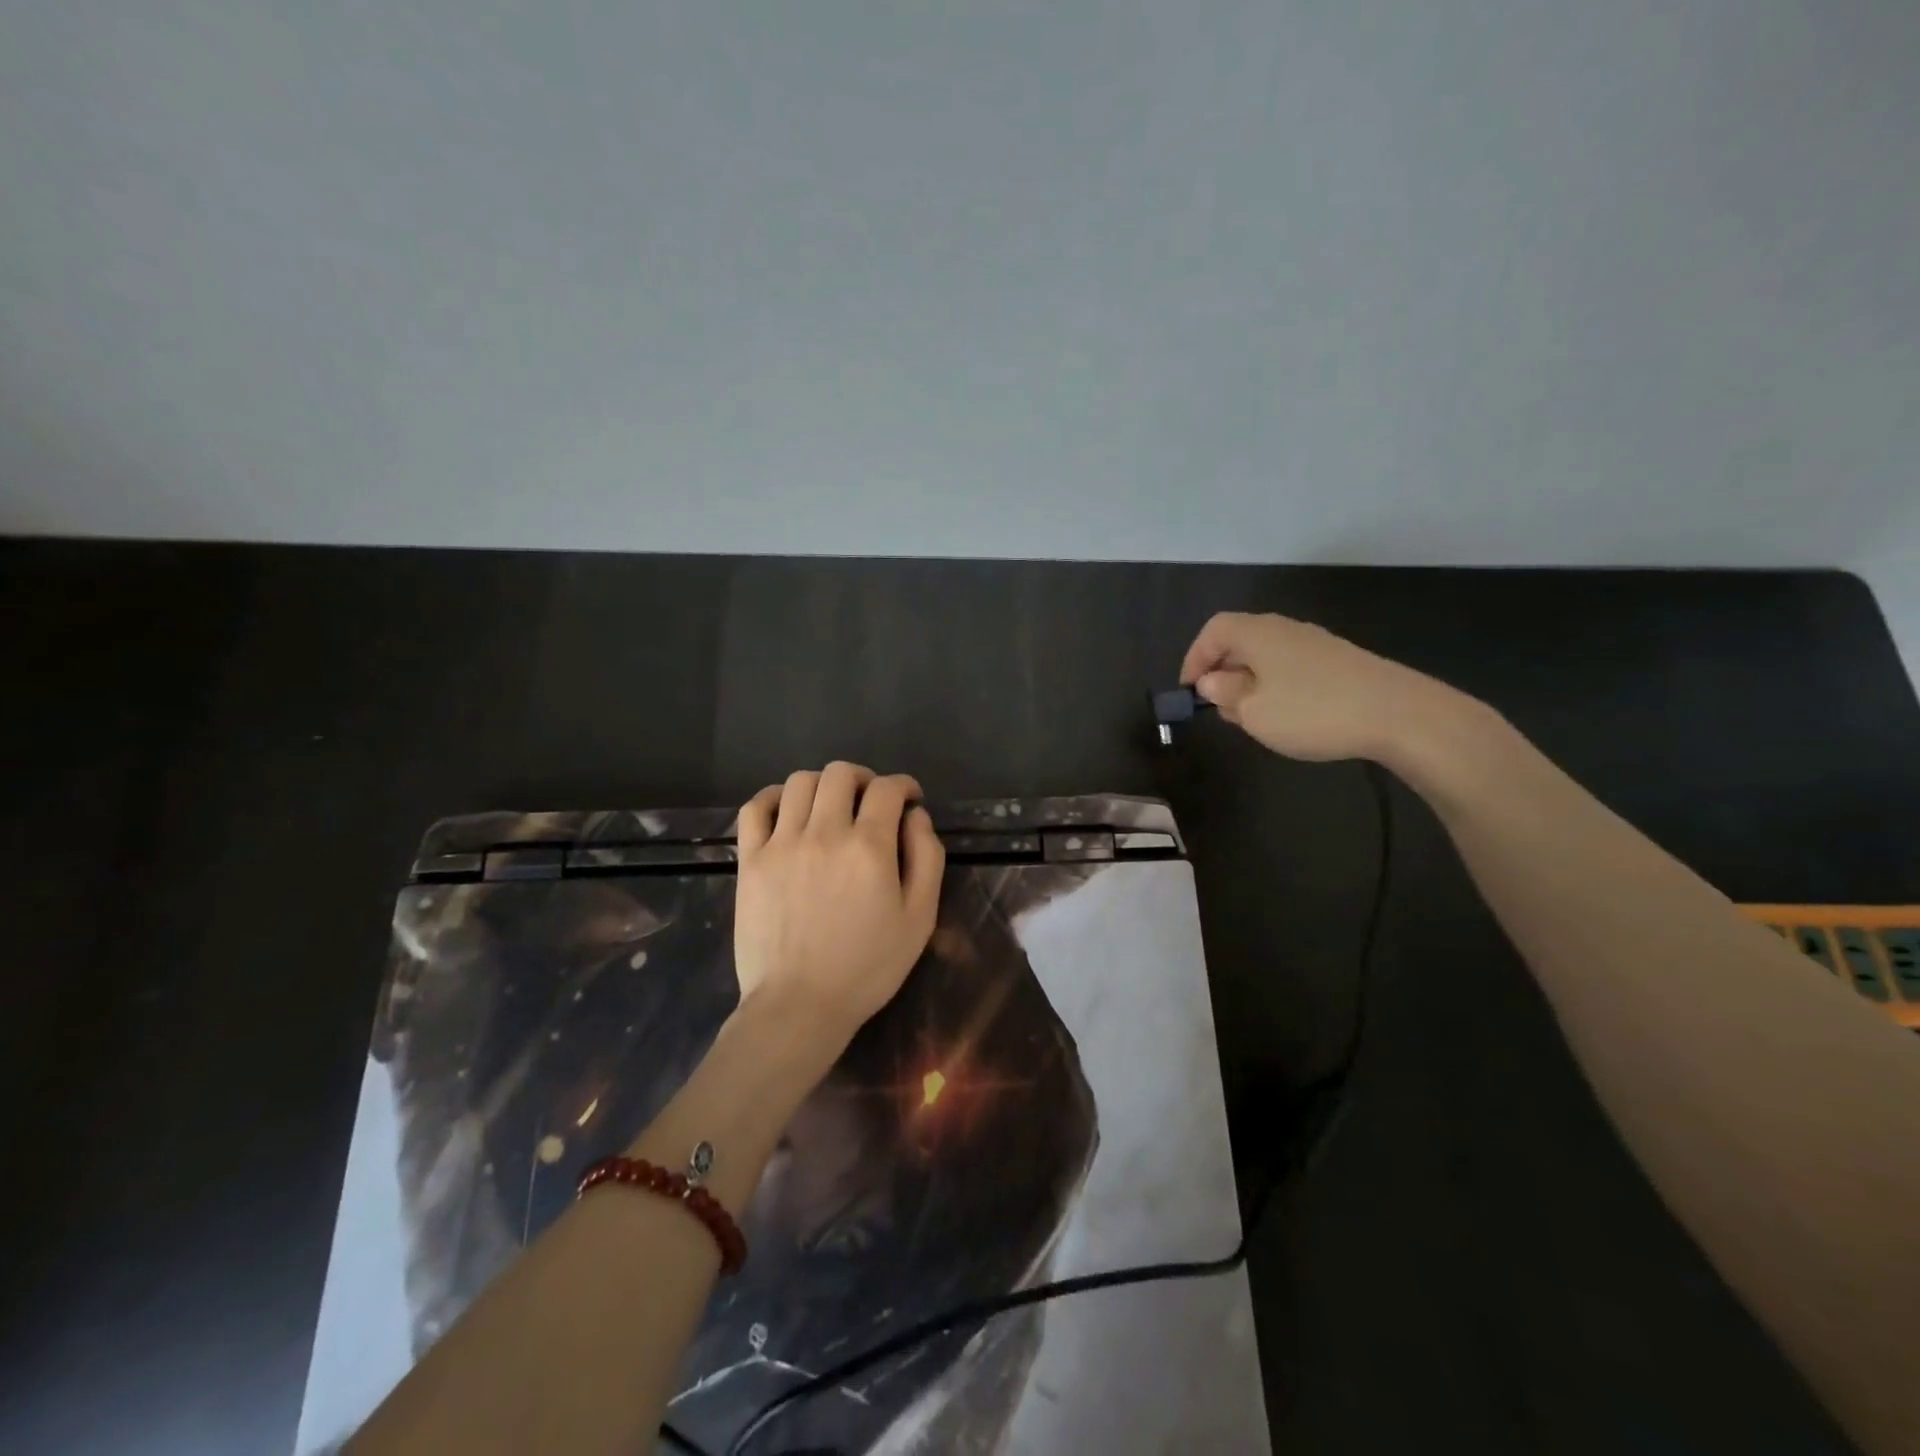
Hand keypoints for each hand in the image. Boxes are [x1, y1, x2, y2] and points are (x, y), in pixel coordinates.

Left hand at [733, 762, 944, 1048]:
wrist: (799, 1006)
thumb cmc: (867, 967)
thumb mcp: (919, 919)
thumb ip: (926, 858)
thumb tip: (916, 816)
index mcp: (868, 847)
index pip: (887, 789)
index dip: (904, 786)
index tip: (909, 799)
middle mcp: (824, 833)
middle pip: (841, 774)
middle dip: (864, 778)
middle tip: (871, 801)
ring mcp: (781, 844)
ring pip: (800, 782)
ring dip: (823, 785)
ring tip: (831, 807)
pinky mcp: (750, 859)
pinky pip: (755, 807)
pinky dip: (773, 798)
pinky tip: (787, 811)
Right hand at [1180, 611, 1453, 761]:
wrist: (1399, 714)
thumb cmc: (1312, 711)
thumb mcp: (1254, 711)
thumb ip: (1225, 694)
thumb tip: (1212, 681)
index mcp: (1257, 633)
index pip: (1213, 631)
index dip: (1194, 658)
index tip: (1188, 691)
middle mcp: (1284, 629)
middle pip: (1240, 640)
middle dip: (1222, 672)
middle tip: (1217, 707)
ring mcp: (1315, 643)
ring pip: (1267, 655)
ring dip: (1249, 681)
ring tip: (1249, 716)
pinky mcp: (1339, 661)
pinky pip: (1291, 666)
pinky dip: (1277, 685)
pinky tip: (1287, 714)